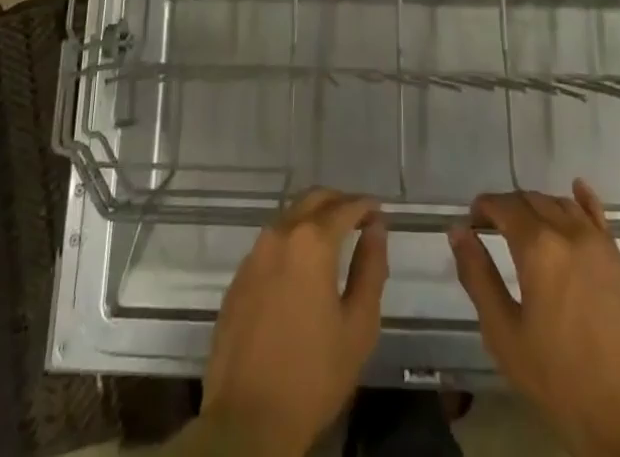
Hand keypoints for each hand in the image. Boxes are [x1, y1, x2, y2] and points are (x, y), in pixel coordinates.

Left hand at [202, 189, 388, 456]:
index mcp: (312, 242)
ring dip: (313, 218)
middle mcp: (280, 234)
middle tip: (359, 218)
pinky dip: (292, 241)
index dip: (366, 206)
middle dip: (339, 202)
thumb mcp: (358, 326)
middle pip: (313, 199)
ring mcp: (254, 254)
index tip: (380, 213)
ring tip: (334, 239)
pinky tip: (302, 267)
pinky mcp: (239, 276)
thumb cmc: (313, 375)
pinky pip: (270, 243)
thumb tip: (376, 229)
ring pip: (289, 217)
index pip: (345, 207)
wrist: (247, 421)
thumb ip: (371, 268)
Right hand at [450, 179, 619, 456]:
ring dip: (541, 207)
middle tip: (495, 227)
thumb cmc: (561, 381)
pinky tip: (577, 190)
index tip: (473, 222)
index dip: (483, 207)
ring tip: (529, 226)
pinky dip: (584, 201)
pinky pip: (600, 219)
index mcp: (538, 247)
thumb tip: (458, 231)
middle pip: (533, 201)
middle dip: (510, 207)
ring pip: (564, 206)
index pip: (504, 205)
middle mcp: (570, 233)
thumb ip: (478, 277)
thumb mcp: (505, 335)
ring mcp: (602, 247)